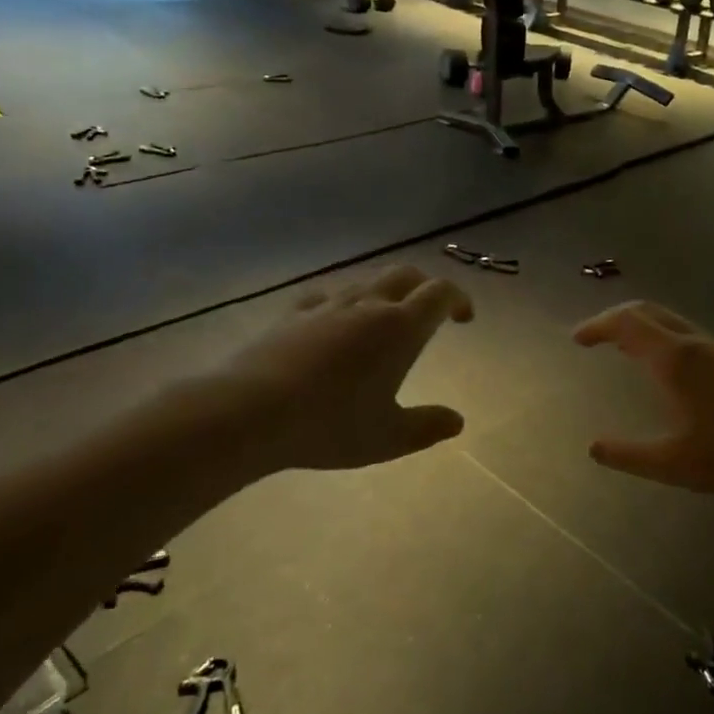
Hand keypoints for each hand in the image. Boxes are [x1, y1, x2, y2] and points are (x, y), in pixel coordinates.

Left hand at [208, 265, 472, 474]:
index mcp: (400, 328)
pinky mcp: (293, 314)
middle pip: (405, 274)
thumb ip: (426, 427)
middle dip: (424, 286)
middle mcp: (368, 305)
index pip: (440, 293)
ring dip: (385, 293)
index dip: (458, 299)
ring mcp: (327, 306)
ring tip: (384, 321)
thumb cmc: (330, 425)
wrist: (250, 412)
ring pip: (366, 282)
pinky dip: (342, 303)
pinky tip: (333, 323)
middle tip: (430, 312)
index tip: (463, 318)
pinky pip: (326, 297)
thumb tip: (457, 421)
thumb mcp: (388, 438)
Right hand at [573, 302, 713, 500]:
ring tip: (623, 350)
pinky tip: (667, 369)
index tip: (577, 339)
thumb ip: (631, 456)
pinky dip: (662, 338)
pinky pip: (688, 335)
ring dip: (641, 327)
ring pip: (671, 322)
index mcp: (676, 360)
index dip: (598, 325)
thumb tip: (594, 447)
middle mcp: (696, 344)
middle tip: (595, 337)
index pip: (627, 323)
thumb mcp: (677, 464)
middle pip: (648, 312)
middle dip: (616, 318)